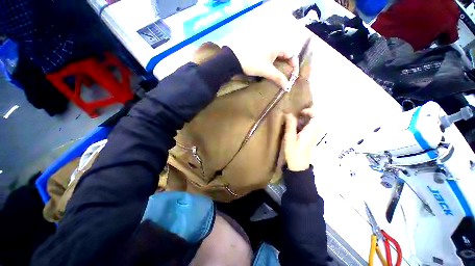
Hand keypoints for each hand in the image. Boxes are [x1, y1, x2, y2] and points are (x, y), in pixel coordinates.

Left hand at [229, 40, 299, 88]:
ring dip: (280, 62)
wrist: (233, 57)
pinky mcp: (259, 44)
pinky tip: (269, 66)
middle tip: (285, 75)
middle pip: (286, 52)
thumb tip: (288, 87)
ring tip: (278, 72)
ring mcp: (266, 41)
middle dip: (287, 64)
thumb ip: (278, 78)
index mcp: (278, 44)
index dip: (294, 65)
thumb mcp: (266, 71)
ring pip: (278, 52)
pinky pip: (271, 51)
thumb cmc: (252, 63)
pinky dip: (273, 59)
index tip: (292, 75)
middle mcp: (274, 40)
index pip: (292, 54)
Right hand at [284, 108, 320, 171]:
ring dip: (306, 119)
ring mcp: (315, 135)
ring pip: (315, 122)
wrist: (298, 165)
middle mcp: (315, 132)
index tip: (299, 113)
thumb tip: (288, 112)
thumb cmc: (293, 152)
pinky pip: (312, 127)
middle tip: (297, 116)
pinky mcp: (312, 138)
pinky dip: (306, 124)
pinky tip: (297, 128)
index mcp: (311, 131)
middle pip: (317, 118)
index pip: (317, 116)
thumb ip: (290, 125)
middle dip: (308, 114)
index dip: (309, 111)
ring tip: (296, 121)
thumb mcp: (289, 138)